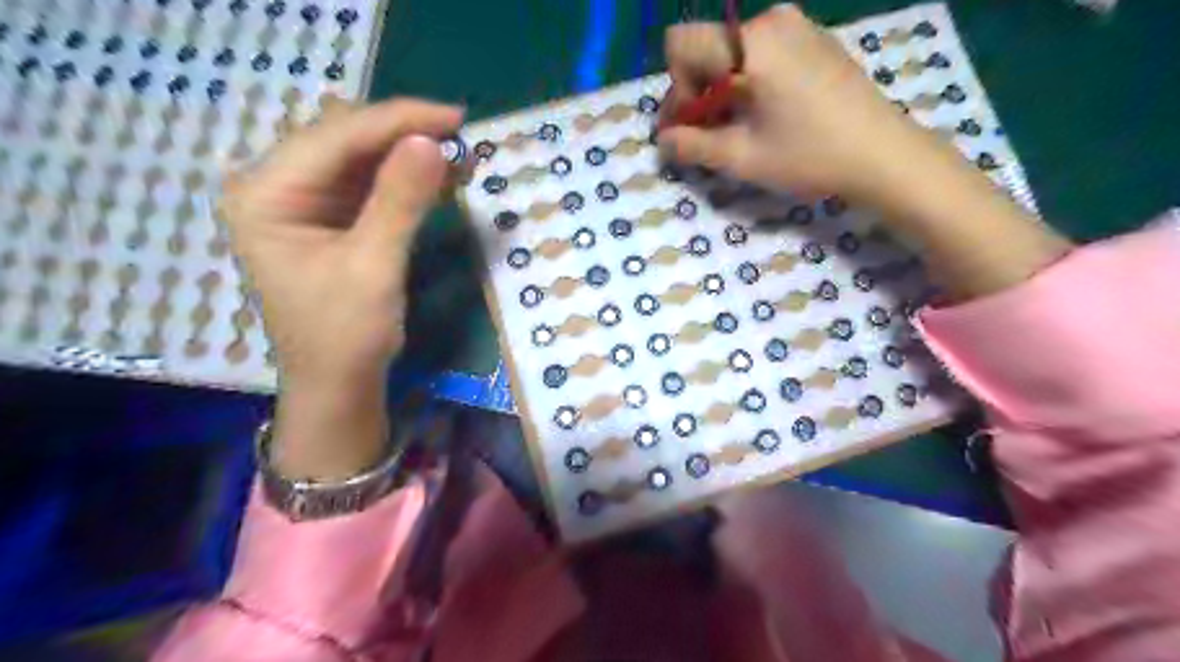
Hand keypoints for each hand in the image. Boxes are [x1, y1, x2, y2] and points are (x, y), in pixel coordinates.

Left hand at [223, 98, 463, 476]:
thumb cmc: (345, 334)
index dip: (398, 121)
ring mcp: (303, 202)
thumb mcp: (374, 266)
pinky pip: (370, 184)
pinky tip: (439, 177)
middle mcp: (277, 187)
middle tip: (461, 137)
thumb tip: (433, 143)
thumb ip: (399, 201)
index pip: (336, 137)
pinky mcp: (329, 218)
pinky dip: (406, 179)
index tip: (455, 117)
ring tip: (460, 155)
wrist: (337, 383)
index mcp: (267, 195)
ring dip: (410, 155)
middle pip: (345, 139)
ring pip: (361, 158)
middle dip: (404, 135)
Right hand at [659, 1, 1076, 299]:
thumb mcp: (742, 158)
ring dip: (723, 91)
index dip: (675, 86)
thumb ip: (693, 146)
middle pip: (707, 48)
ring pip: (734, 53)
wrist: (884, 154)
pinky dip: (750, 82)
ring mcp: (798, 26)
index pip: (681, 44)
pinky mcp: (815, 40)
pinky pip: (763, 53)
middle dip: (698, 93)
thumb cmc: (809, 156)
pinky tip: (765, 116)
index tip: (692, 123)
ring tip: (736, 130)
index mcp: (750, 43)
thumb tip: (664, 140)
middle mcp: (771, 21)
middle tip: (705, 137)